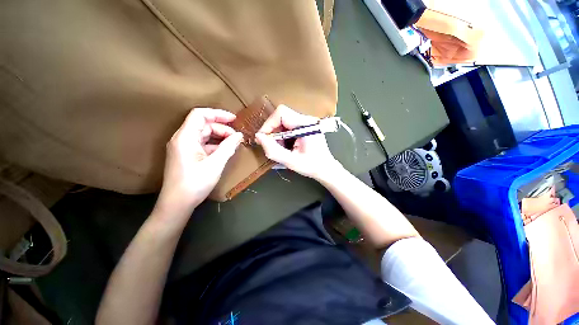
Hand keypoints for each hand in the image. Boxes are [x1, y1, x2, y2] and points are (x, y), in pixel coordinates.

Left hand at [157, 108, 242, 214]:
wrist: (177, 203)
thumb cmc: (195, 183)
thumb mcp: (215, 164)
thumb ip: (228, 147)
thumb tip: (239, 135)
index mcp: (185, 137)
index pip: (200, 115)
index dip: (218, 114)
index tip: (234, 119)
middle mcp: (182, 139)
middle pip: (203, 125)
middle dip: (222, 128)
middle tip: (237, 137)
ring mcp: (184, 147)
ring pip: (204, 134)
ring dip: (220, 137)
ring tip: (233, 144)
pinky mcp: (187, 155)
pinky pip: (203, 144)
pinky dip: (215, 145)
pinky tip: (225, 151)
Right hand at [255, 105, 341, 179]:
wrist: (326, 169)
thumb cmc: (312, 166)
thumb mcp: (291, 162)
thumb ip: (274, 150)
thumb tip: (258, 137)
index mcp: (306, 125)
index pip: (281, 113)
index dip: (269, 124)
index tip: (263, 138)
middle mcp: (307, 119)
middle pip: (281, 116)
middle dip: (272, 131)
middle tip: (270, 146)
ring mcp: (306, 122)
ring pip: (283, 122)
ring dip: (277, 135)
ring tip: (281, 149)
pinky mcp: (305, 127)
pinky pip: (287, 126)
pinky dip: (282, 136)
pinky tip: (286, 147)